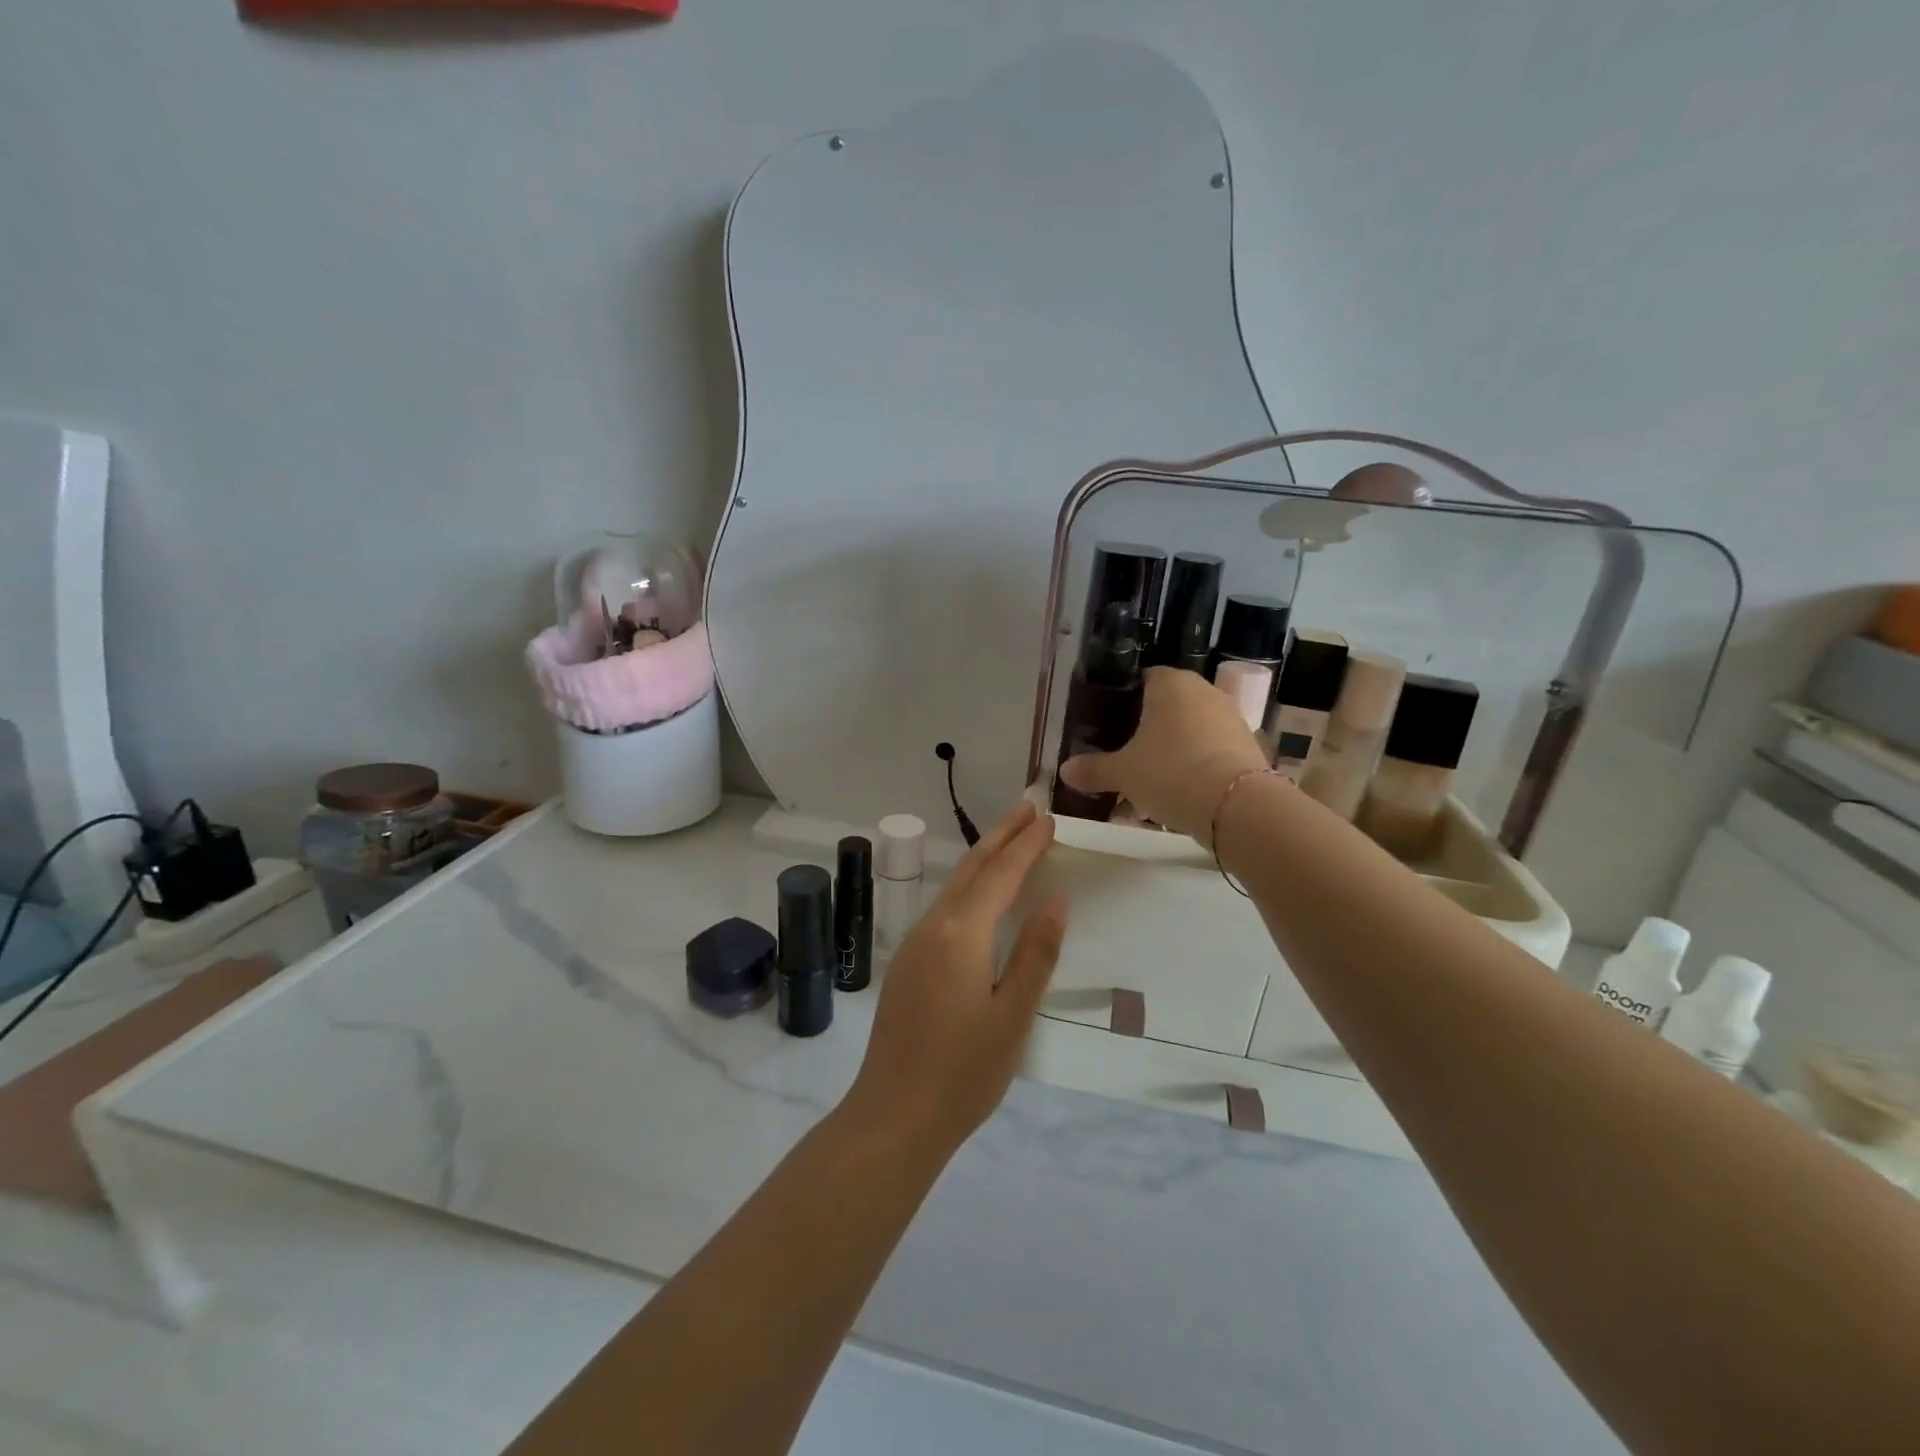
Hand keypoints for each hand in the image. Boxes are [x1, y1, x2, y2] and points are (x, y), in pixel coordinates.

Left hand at [842, 802, 1067, 1153]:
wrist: (894, 1115)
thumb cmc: (964, 1072)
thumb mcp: (1014, 1015)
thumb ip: (1036, 953)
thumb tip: (1056, 899)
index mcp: (962, 934)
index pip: (1001, 875)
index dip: (1026, 845)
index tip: (1049, 819)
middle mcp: (934, 927)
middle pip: (971, 868)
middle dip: (1001, 835)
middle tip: (1028, 808)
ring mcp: (915, 944)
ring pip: (954, 885)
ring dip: (983, 858)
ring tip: (1010, 839)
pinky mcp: (907, 963)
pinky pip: (944, 907)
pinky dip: (968, 886)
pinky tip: (980, 895)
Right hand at [1058, 667, 1268, 844]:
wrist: (1237, 807)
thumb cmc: (1170, 773)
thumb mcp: (1122, 773)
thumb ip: (1093, 769)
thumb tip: (1064, 770)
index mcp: (1171, 684)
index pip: (1142, 679)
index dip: (1122, 700)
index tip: (1107, 726)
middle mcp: (1204, 692)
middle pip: (1167, 706)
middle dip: (1146, 730)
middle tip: (1123, 756)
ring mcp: (1231, 718)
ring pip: (1190, 731)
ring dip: (1171, 751)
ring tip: (1149, 783)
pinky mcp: (1248, 747)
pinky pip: (1210, 751)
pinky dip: (1194, 767)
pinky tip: (1179, 794)